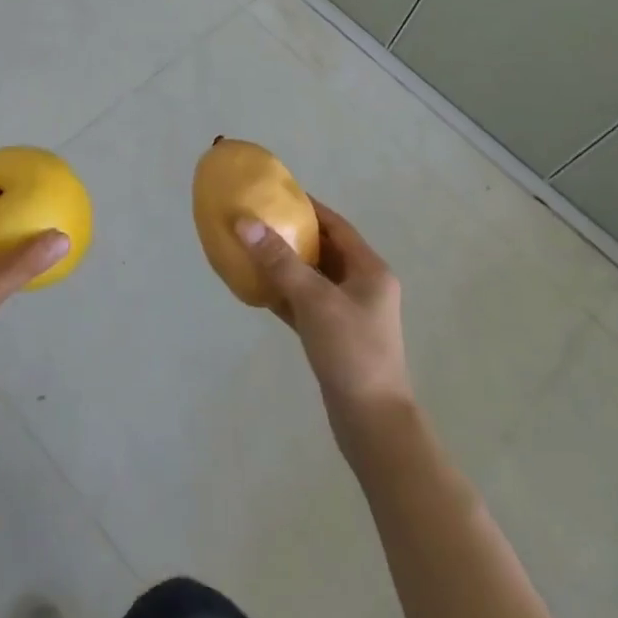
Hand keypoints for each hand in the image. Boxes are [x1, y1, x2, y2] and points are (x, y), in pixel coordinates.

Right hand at [238, 198, 412, 438]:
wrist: (372, 422)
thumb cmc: (351, 351)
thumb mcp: (315, 300)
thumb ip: (279, 261)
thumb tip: (245, 222)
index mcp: (369, 270)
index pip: (336, 226)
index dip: (308, 207)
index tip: (276, 194)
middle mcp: (362, 286)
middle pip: (323, 250)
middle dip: (291, 235)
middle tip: (256, 221)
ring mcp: (349, 313)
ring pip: (311, 278)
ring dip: (284, 265)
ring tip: (250, 249)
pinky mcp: (333, 337)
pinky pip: (304, 304)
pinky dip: (283, 294)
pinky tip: (256, 288)